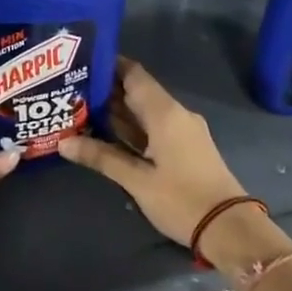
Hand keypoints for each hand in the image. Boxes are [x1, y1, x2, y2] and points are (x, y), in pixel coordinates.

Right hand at [58, 59, 273, 258]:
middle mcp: (175, 114)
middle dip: (106, 90)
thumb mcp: (137, 180)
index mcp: (165, 113)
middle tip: (70, 89)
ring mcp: (182, 132)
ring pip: (144, 113)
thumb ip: (101, 157)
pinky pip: (153, 128)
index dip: (109, 65)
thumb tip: (63, 142)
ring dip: (117, 111)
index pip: (134, 75)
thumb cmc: (181, 199)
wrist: (228, 227)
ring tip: (79, 108)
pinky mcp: (185, 148)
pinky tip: (106, 133)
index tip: (80, 63)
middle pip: (137, 93)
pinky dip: (131, 128)